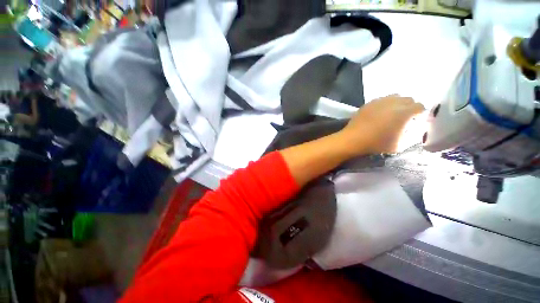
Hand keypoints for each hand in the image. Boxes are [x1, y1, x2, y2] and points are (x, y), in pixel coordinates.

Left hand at [338, 94, 424, 154]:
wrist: (353, 139)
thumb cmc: (376, 144)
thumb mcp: (399, 145)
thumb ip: (411, 135)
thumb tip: (414, 129)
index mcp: (404, 112)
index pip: (419, 106)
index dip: (420, 113)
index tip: (416, 119)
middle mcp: (393, 103)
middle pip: (408, 99)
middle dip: (409, 106)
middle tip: (405, 117)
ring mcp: (379, 101)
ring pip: (394, 97)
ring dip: (397, 103)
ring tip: (392, 113)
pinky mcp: (368, 103)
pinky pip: (381, 99)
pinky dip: (384, 104)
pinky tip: (379, 113)